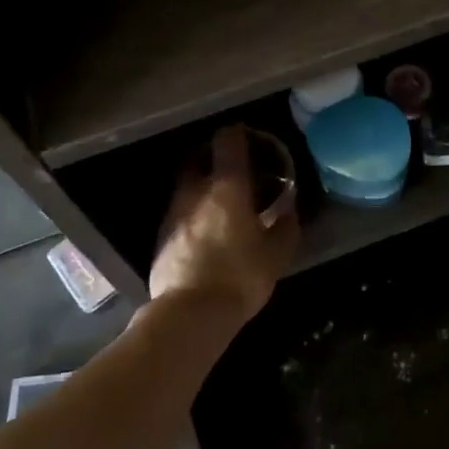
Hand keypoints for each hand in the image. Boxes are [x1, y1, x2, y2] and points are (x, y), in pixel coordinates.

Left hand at [149, 126, 298, 320]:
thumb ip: (285, 227)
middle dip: (214, 159)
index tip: (247, 136)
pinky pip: (179, 213)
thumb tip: (288, 211)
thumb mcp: (276, 255)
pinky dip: (192, 213)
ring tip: (219, 204)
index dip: (237, 134)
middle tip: (233, 170)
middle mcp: (195, 191)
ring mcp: (173, 213)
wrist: (188, 314)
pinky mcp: (160, 237)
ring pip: (187, 187)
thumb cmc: (239, 277)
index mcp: (227, 187)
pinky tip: (203, 232)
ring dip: (201, 188)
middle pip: (199, 159)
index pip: (228, 142)